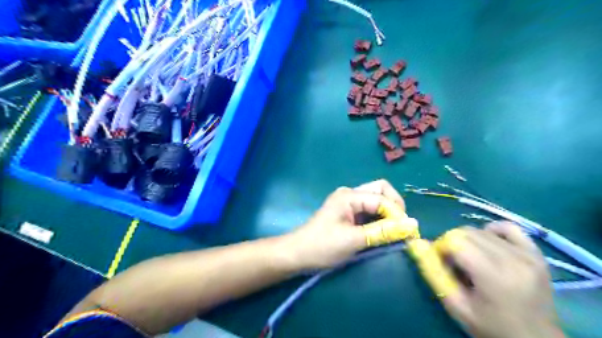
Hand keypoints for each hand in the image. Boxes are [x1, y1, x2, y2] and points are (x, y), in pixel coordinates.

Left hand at [281, 180, 403, 269]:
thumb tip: (412, 225)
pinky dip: (379, 219)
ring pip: (376, 200)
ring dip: (388, 214)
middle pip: (381, 191)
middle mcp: (350, 194)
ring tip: (395, 232)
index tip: (407, 233)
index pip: (382, 197)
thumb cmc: (322, 246)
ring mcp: (348, 203)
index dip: (397, 213)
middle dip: (394, 207)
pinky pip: (369, 211)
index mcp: (349, 196)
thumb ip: (383, 231)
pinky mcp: (348, 213)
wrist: (297, 255)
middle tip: (401, 227)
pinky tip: (382, 232)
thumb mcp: (354, 240)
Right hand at [436, 223, 562, 335]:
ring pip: (481, 230)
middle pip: (466, 232)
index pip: (454, 240)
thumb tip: (415, 243)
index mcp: (493, 275)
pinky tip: (489, 246)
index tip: (443, 266)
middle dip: (452, 244)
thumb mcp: (456, 305)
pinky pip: (508, 227)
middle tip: (456, 266)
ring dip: (469, 241)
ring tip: (473, 261)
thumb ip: (433, 273)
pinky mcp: (536, 253)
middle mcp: (512, 259)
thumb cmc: (491, 327)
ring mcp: (527, 254)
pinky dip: (492, 232)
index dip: (440, 249)